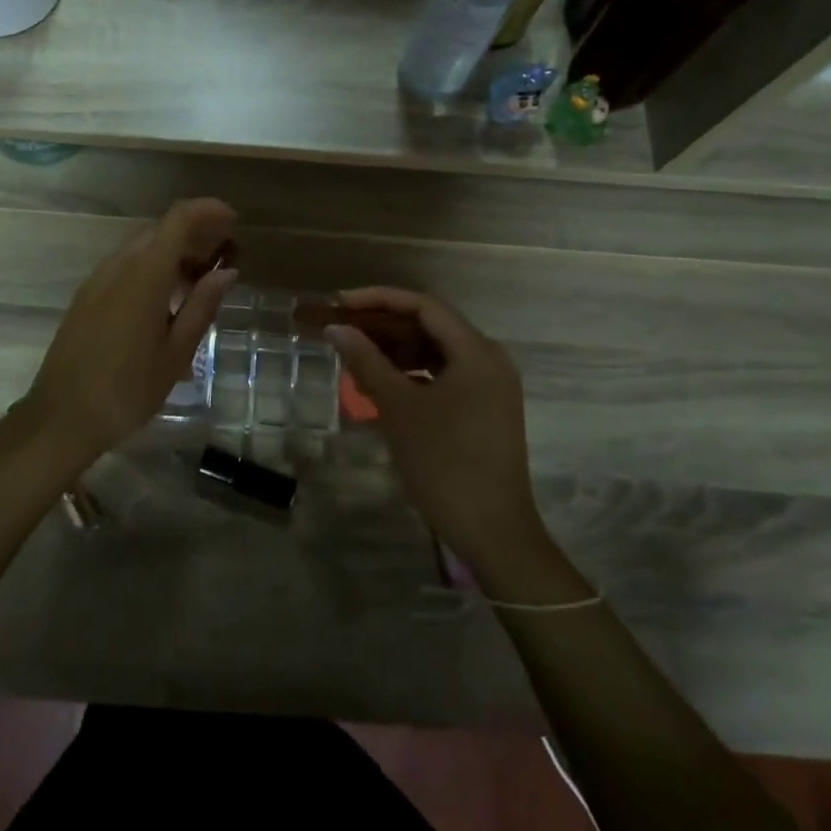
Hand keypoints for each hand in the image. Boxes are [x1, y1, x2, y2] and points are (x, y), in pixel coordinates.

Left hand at [18, 198, 236, 466]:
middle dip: (194, 234)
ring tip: (199, 281)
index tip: (233, 221)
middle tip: (223, 258)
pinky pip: (124, 266)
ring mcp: (97, 281)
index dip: (207, 211)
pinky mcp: (86, 297)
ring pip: (140, 248)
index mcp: (144, 276)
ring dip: (172, 252)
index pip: (177, 219)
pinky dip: (151, 268)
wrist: (61, 419)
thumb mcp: (175, 354)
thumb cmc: (127, 391)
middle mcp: (118, 267)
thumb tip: (226, 272)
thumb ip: (201, 306)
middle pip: (159, 230)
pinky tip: (165, 299)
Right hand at [324, 287, 545, 570]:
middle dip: (383, 324)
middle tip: (342, 329)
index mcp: (476, 351)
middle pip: (430, 325)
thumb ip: (367, 362)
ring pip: (435, 351)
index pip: (423, 305)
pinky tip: (381, 383)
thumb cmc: (444, 463)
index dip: (378, 299)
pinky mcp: (485, 408)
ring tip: (354, 355)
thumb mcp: (399, 409)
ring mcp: (489, 385)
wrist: (493, 532)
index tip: (340, 304)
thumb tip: (337, 329)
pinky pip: (443, 375)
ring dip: (395, 350)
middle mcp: (488, 359)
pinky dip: (412, 373)